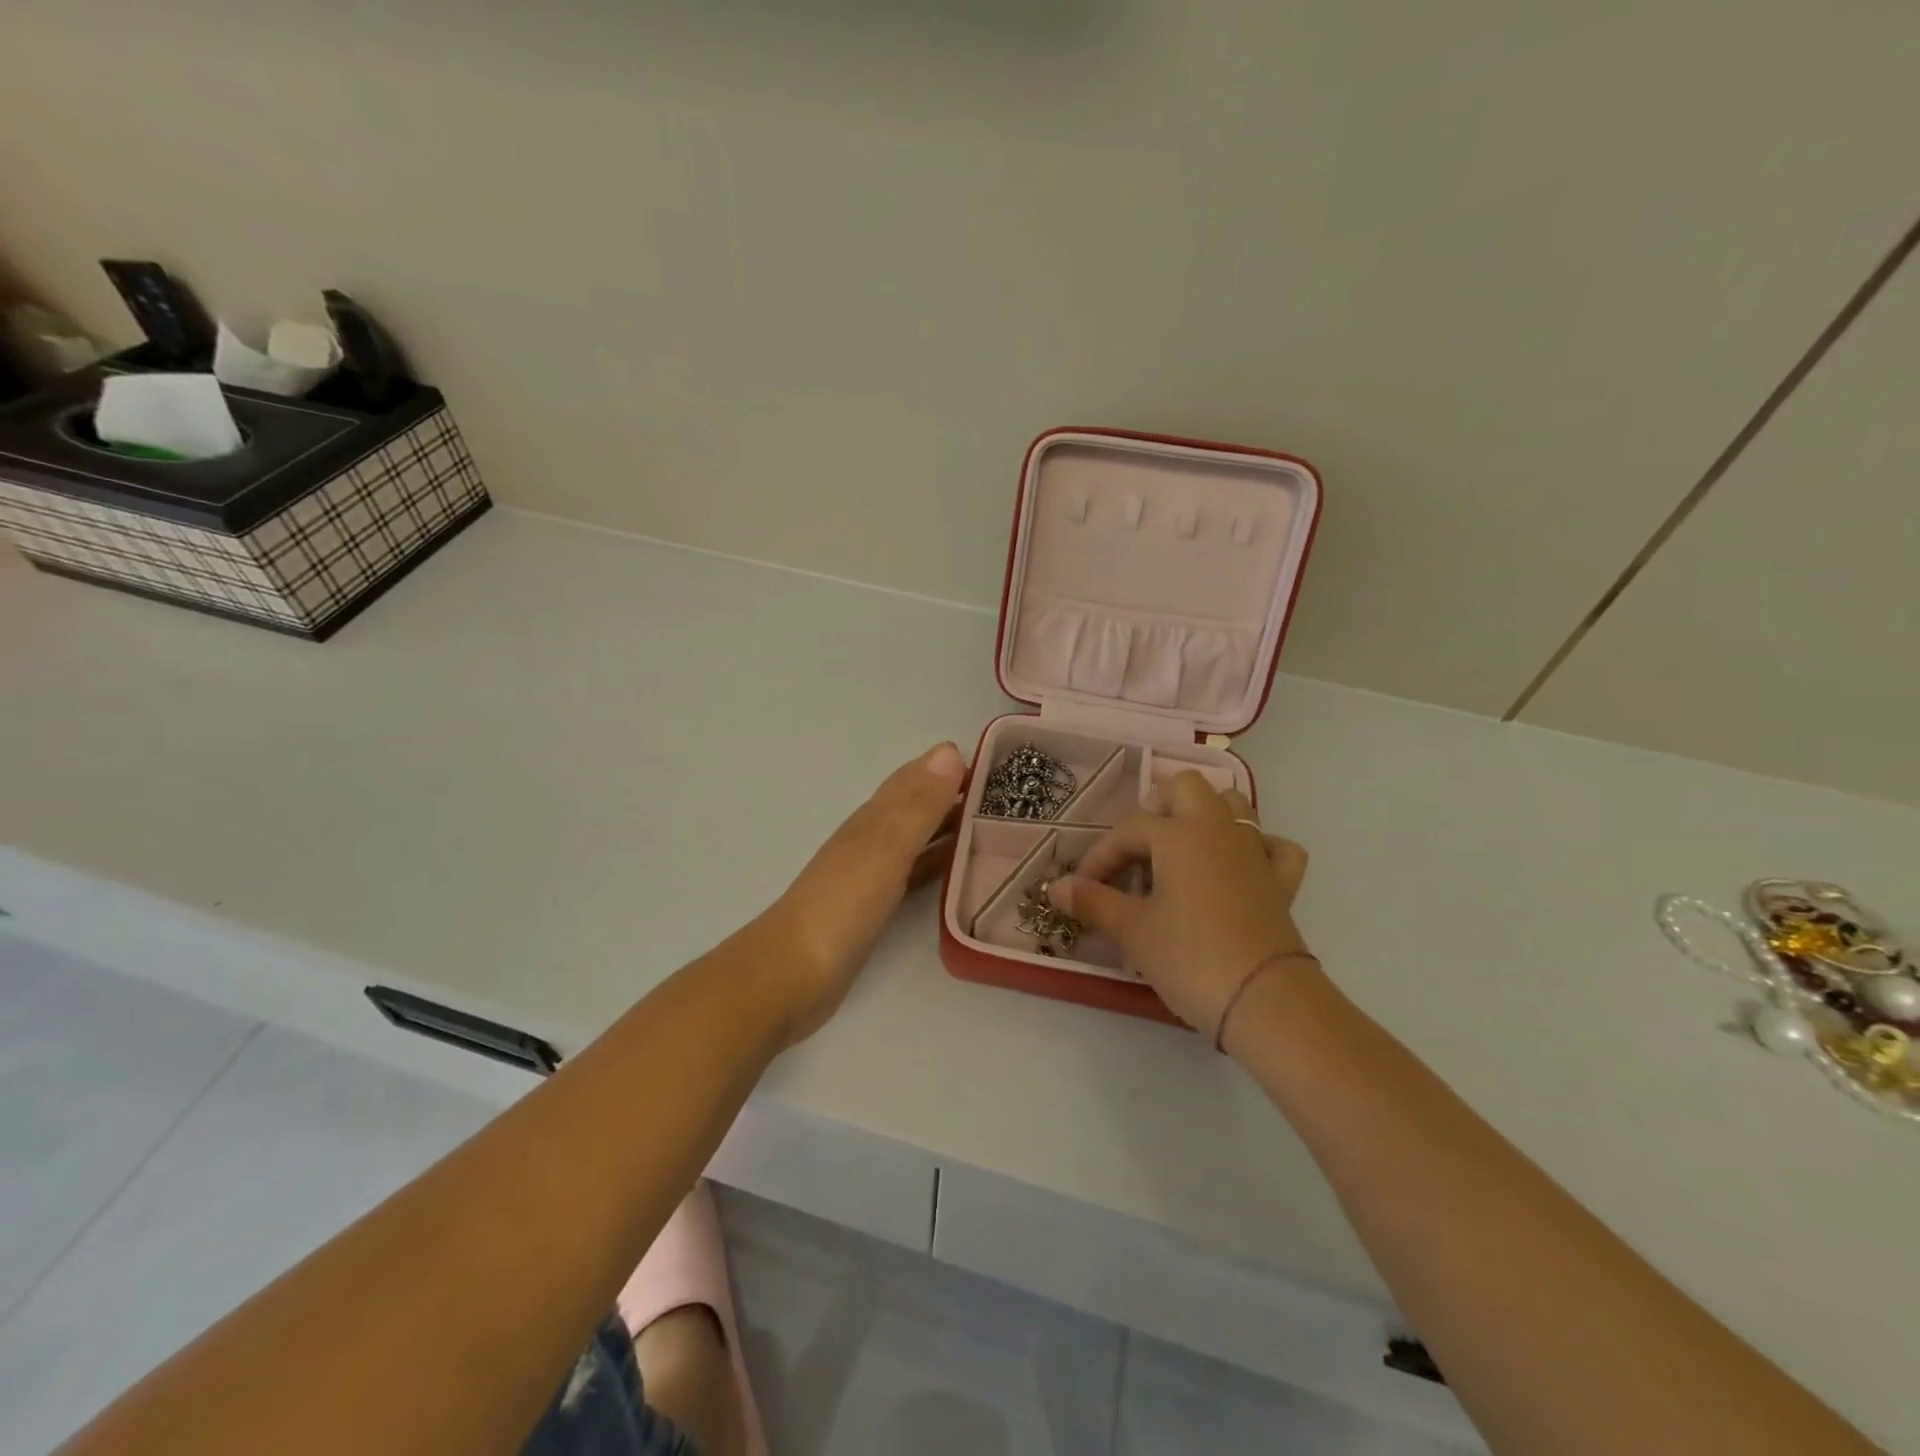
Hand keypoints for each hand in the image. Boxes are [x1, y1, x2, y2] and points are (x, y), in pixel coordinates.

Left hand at [759, 742, 965, 1044]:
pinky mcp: (876, 905)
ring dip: (948, 826)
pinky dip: (938, 861)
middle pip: (917, 806)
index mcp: (874, 818)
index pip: (914, 779)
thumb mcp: (886, 849)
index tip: (994, 758)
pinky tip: (959, 867)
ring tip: (993, 824)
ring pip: (918, 837)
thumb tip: (949, 750)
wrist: (793, 973)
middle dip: (953, 793)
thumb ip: (918, 806)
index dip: (948, 765)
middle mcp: (873, 838)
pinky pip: (916, 871)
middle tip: (1005, 793)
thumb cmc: (842, 906)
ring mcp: (872, 873)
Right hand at [1050, 771, 1312, 1039]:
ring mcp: (1255, 852)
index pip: (1128, 830)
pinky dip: (1256, 847)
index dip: (1100, 856)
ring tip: (1180, 850)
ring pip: (1233, 805)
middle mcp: (1218, 830)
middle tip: (1136, 848)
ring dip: (1204, 816)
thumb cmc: (1190, 958)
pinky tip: (1239, 867)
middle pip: (1186, 788)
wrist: (1265, 1000)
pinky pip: (1273, 846)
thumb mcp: (1133, 931)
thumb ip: (1093, 902)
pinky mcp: (1281, 882)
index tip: (1082, 887)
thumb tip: (1054, 886)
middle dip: (1156, 808)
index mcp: (1179, 834)